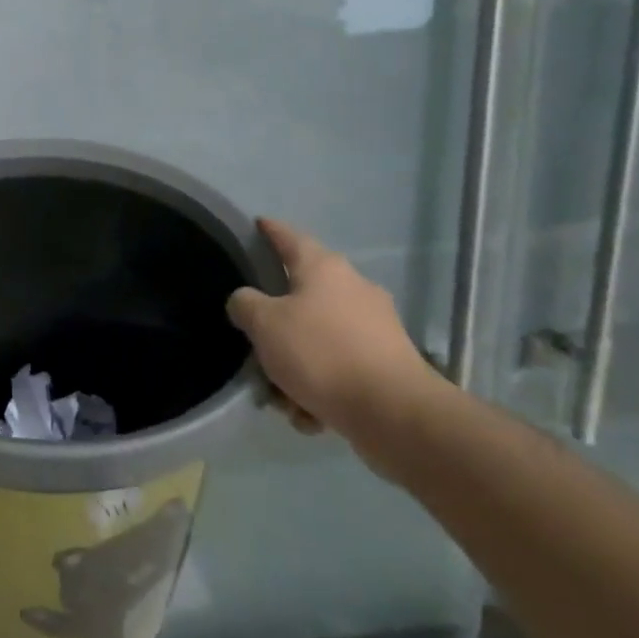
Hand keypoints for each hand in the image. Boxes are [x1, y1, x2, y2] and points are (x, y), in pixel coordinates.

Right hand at [226, 218, 434, 442]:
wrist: (393, 412)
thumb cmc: (321, 353)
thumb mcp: (264, 324)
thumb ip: (245, 305)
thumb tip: (246, 301)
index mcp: (324, 269)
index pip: (289, 237)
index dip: (270, 230)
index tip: (258, 223)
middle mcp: (353, 288)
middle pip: (301, 297)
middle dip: (276, 326)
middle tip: (256, 347)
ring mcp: (374, 326)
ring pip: (317, 339)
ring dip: (295, 366)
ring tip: (282, 397)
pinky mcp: (386, 363)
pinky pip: (338, 368)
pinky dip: (320, 388)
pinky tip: (310, 414)